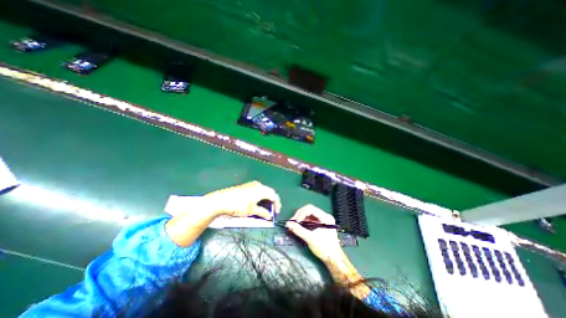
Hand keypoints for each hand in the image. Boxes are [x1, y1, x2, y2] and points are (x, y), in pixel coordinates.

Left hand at [204, 181, 280, 220]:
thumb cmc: (238, 206)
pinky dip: (260, 197)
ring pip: (263, 191)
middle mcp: (258, 185)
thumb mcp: (251, 211)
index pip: (274, 195)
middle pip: (269, 192)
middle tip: (271, 210)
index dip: (277, 204)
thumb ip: (263, 213)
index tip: (276, 212)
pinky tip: (257, 203)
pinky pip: (257, 190)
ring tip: (264, 208)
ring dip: (266, 199)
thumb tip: (270, 216)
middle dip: (272, 201)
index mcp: (261, 189)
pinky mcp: (246, 186)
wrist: (221, 200)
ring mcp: (251, 184)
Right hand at [288, 205, 339, 262]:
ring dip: (300, 218)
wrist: (334, 259)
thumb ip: (299, 230)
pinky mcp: (320, 224)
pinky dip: (304, 221)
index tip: (295, 221)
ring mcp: (323, 220)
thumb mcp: (310, 239)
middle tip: (292, 222)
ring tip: (293, 224)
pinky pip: (310, 219)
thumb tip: (288, 224)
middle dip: (299, 215)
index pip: (311, 209)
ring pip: (309, 214)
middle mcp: (325, 216)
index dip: (301, 213)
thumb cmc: (324, 249)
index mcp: (325, 217)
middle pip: (309, 210)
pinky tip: (298, 225)